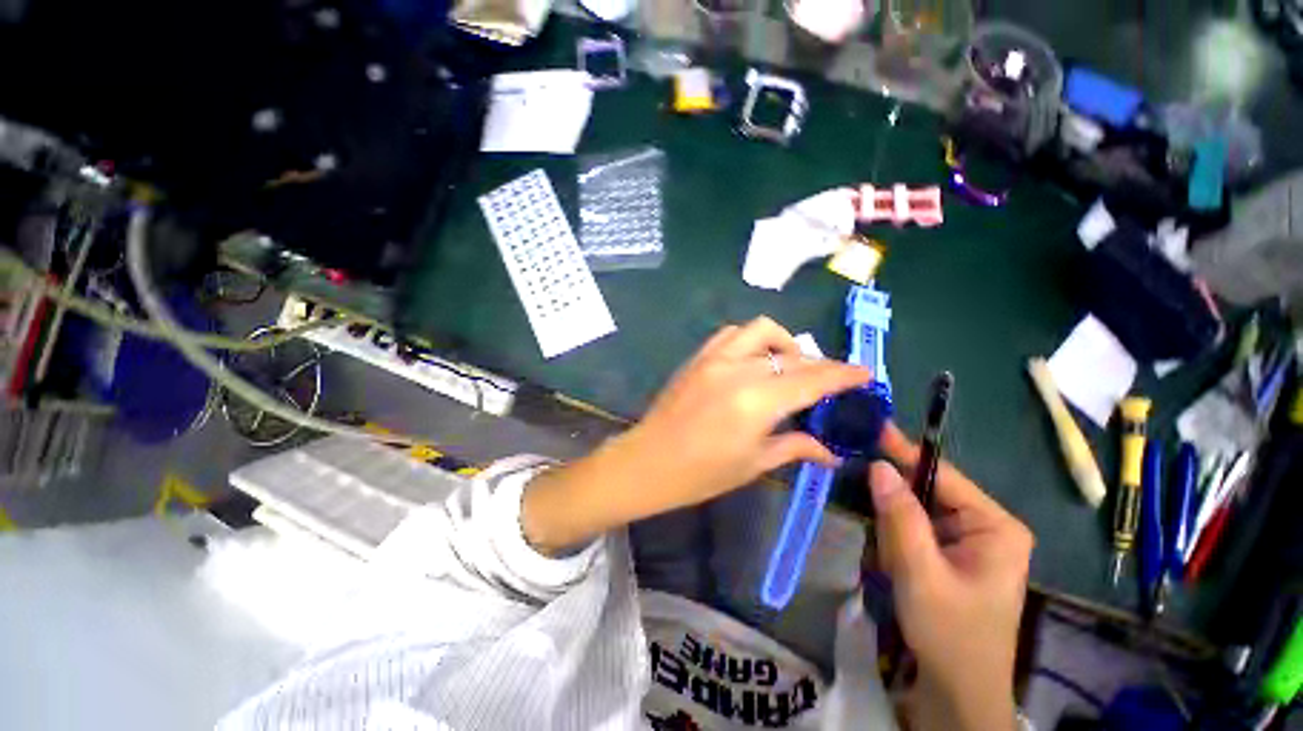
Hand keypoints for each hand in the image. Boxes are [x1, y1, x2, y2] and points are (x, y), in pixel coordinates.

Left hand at [522, 317, 870, 553]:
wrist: (648, 461)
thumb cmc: (700, 473)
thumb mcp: (753, 463)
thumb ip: (795, 447)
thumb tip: (830, 451)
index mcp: (757, 401)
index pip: (813, 379)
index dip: (844, 374)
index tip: (865, 373)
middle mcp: (739, 369)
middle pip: (793, 354)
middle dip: (819, 364)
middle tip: (828, 381)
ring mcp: (715, 358)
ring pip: (761, 330)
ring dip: (784, 343)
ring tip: (788, 366)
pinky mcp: (698, 357)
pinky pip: (732, 334)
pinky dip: (752, 340)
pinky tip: (754, 361)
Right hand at [871, 426, 1033, 730]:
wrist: (956, 690)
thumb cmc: (949, 632)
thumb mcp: (920, 572)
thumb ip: (899, 516)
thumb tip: (878, 465)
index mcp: (995, 525)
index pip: (942, 474)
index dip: (903, 452)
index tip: (871, 427)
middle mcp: (986, 526)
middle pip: (927, 493)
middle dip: (896, 507)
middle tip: (873, 518)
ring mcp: (968, 541)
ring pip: (915, 512)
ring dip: (893, 529)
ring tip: (890, 562)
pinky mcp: (951, 554)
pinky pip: (914, 531)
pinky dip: (896, 541)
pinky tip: (893, 563)